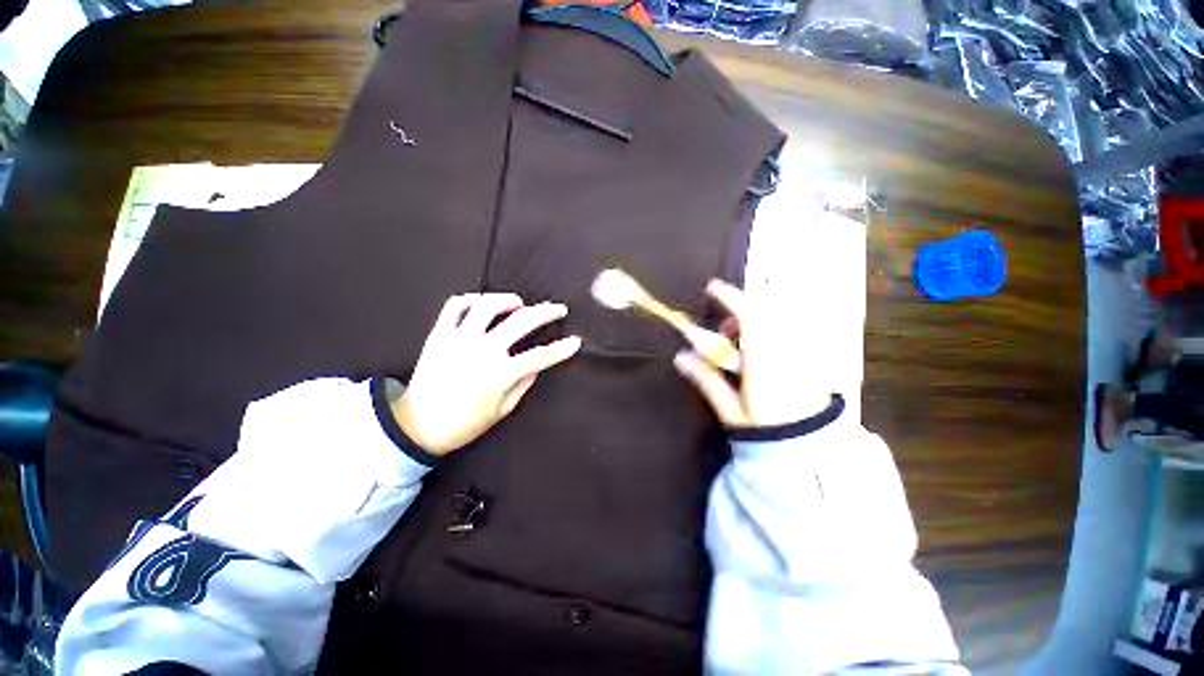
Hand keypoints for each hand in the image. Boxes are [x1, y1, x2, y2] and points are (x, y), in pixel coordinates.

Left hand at [392, 293, 582, 454]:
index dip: (562, 348)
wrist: (418, 426)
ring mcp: (459, 339)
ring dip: (509, 300)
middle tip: (558, 308)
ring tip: (519, 302)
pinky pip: (455, 306)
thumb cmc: (465, 424)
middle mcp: (482, 351)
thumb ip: (523, 385)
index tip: (575, 341)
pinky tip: (483, 303)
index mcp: (500, 374)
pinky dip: (472, 299)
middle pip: (522, 321)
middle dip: (546, 312)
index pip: (541, 356)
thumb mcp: (502, 410)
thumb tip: (536, 366)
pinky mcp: (439, 334)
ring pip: (488, 305)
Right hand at [673, 279, 832, 427]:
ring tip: (741, 343)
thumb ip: (706, 379)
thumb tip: (680, 357)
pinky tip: (762, 351)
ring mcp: (802, 352)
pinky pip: (791, 331)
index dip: (729, 297)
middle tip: (725, 331)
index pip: (748, 315)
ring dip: (756, 321)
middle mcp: (786, 348)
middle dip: (741, 311)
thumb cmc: (766, 430)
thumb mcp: (730, 408)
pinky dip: (772, 330)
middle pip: (765, 311)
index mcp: (764, 357)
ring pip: (779, 319)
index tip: (712, 287)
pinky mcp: (811, 359)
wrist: (811, 451)